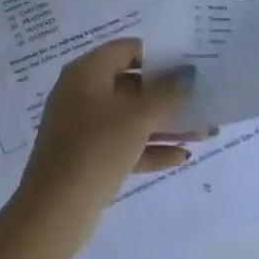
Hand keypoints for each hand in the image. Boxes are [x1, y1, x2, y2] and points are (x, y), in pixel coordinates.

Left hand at [13, 38, 211, 235]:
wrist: (56, 208)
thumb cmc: (97, 147)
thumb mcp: (138, 116)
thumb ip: (166, 92)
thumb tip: (187, 74)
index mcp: (87, 72)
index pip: (126, 50)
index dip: (158, 55)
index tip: (188, 64)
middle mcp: (82, 93)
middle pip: (131, 86)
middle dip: (169, 96)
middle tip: (201, 100)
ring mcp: (83, 127)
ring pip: (130, 118)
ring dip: (165, 125)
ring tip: (203, 132)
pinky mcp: (88, 157)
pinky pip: (123, 144)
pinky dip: (149, 147)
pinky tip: (181, 157)